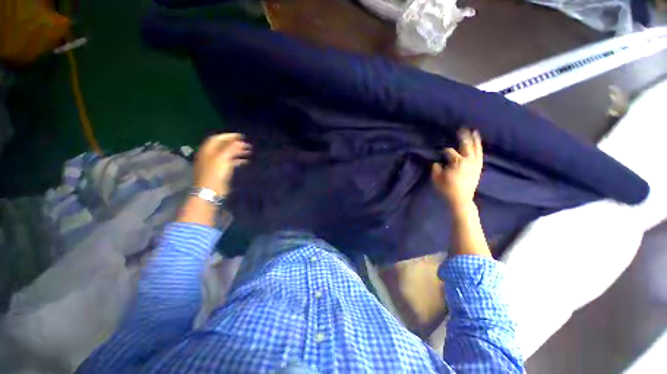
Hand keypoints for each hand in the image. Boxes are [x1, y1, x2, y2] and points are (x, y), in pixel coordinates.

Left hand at [194, 133, 251, 196]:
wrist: (210, 190)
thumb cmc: (215, 173)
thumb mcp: (222, 158)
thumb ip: (230, 148)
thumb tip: (239, 141)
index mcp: (208, 150)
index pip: (218, 138)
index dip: (229, 136)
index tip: (241, 136)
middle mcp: (210, 155)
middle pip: (223, 146)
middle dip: (235, 144)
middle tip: (247, 145)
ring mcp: (215, 163)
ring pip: (228, 154)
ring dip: (238, 152)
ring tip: (248, 152)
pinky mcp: (220, 171)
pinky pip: (229, 162)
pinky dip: (237, 160)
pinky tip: (245, 161)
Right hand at [431, 129, 482, 207]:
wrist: (461, 199)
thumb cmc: (447, 189)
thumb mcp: (436, 178)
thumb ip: (435, 167)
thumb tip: (437, 161)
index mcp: (457, 162)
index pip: (449, 151)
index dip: (443, 150)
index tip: (439, 150)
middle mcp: (469, 160)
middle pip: (466, 145)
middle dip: (463, 136)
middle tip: (461, 128)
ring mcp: (475, 164)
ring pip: (476, 148)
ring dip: (475, 139)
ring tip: (474, 131)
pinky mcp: (478, 168)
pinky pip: (480, 155)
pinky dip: (479, 148)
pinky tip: (478, 144)